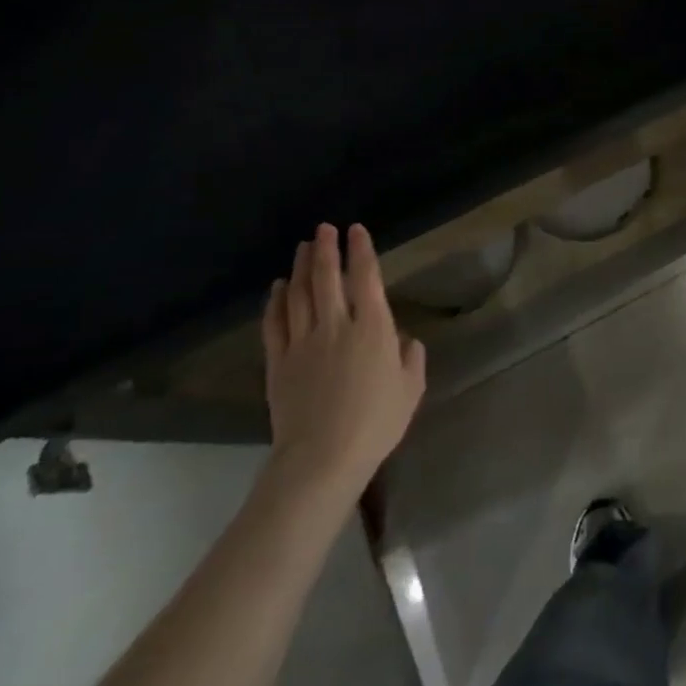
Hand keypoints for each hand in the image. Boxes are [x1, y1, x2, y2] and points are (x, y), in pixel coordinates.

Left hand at [262, 223, 425, 502]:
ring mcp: (303, 342)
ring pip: (300, 294)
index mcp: (373, 328)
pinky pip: (275, 323)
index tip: (357, 231)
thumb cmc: (376, 423)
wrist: (322, 457)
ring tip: (303, 247)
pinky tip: (278, 287)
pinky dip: (276, 301)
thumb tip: (404, 340)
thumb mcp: (410, 389)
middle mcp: (337, 325)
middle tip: (324, 228)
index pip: (367, 278)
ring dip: (302, 267)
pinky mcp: (278, 362)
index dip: (362, 251)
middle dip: (327, 249)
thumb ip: (411, 358)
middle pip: (328, 278)